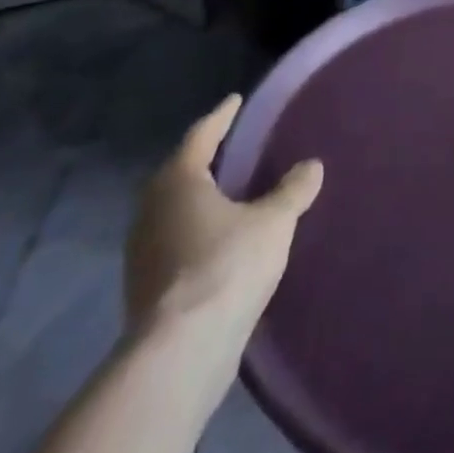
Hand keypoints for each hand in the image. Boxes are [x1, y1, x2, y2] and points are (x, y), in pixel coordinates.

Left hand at [124, 95, 321, 368]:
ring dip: (198, 199)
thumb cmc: (227, 266)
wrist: (181, 352)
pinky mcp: (145, 287)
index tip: (236, 101)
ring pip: (173, 210)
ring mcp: (142, 251)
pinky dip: (195, 231)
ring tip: (228, 194)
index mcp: (178, 181)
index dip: (222, 117)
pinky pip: (174, 241)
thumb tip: (311, 165)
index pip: (202, 135)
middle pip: (180, 172)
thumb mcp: (273, 222)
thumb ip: (293, 190)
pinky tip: (218, 240)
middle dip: (206, 159)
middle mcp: (151, 209)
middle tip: (233, 147)